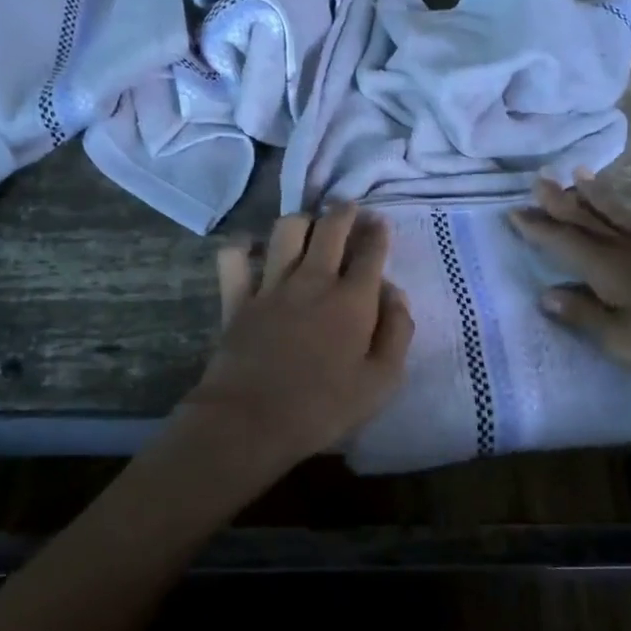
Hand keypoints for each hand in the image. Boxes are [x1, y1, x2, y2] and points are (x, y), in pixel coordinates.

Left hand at [183, 204, 413, 470]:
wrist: (250, 421)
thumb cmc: (323, 408)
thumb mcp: (381, 382)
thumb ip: (397, 333)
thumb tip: (395, 294)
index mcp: (352, 300)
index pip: (371, 252)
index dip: (378, 233)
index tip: (380, 223)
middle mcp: (313, 280)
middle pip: (330, 228)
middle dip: (343, 212)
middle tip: (349, 209)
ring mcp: (271, 285)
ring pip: (287, 230)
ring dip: (302, 221)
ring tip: (309, 226)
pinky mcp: (237, 297)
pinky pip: (234, 258)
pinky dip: (242, 247)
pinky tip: (251, 248)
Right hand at [508, 172, 630, 389]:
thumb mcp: (618, 339)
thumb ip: (581, 315)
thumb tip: (545, 295)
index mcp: (608, 268)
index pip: (564, 242)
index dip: (538, 228)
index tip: (514, 212)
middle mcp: (630, 252)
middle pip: (590, 222)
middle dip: (562, 203)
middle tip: (541, 180)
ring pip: (624, 219)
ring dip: (601, 198)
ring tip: (584, 177)